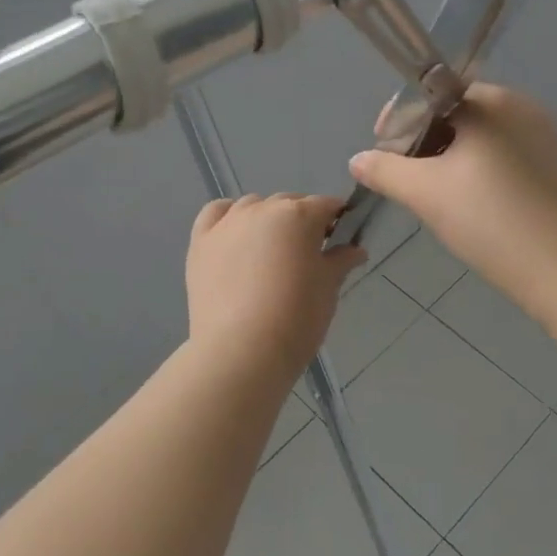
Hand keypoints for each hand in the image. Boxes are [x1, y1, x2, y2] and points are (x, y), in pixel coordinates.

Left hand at [186, 194, 367, 378]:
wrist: (242, 351)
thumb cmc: (296, 317)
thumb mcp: (328, 288)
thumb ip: (341, 261)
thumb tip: (355, 250)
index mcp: (299, 215)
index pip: (325, 205)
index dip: (337, 220)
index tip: (341, 240)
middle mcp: (262, 209)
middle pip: (289, 204)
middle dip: (302, 221)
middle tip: (308, 255)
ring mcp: (228, 223)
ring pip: (253, 206)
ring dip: (267, 219)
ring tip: (270, 252)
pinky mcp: (201, 242)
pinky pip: (216, 214)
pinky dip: (228, 217)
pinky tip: (236, 237)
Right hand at [348, 85, 556, 318]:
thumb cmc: (490, 219)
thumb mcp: (425, 193)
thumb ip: (385, 170)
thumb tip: (359, 159)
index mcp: (491, 101)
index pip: (432, 94)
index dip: (401, 121)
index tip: (384, 151)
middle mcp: (523, 106)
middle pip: (458, 114)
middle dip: (426, 142)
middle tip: (407, 178)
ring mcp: (546, 136)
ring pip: (483, 137)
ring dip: (453, 158)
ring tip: (435, 195)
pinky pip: (507, 156)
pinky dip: (482, 171)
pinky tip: (474, 205)